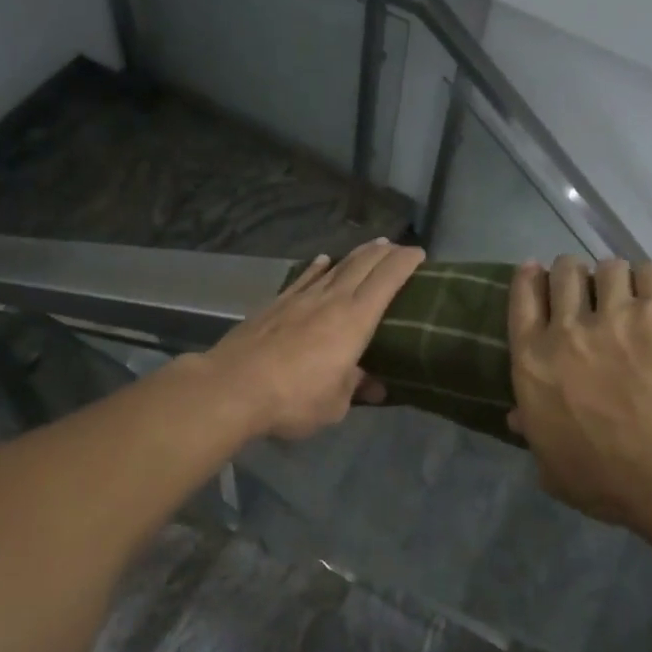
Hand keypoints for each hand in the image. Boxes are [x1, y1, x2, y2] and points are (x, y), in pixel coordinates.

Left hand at [206, 239, 425, 440]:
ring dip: (356, 255)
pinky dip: (317, 268)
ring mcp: (300, 299)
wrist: (232, 387)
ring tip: (370, 247)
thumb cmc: (293, 399)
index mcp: (354, 320)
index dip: (405, 262)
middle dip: (384, 252)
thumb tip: (375, 386)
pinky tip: (322, 261)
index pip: (387, 280)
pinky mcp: (275, 305)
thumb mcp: (334, 404)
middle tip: (398, 247)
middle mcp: (330, 300)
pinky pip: (304, 278)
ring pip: (335, 268)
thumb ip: (355, 388)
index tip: (419, 254)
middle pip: (362, 265)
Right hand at [508, 255, 651, 530]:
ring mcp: (617, 315)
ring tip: (629, 292)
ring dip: (615, 278)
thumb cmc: (610, 482)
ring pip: (609, 269)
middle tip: (587, 286)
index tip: (535, 270)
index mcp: (533, 363)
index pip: (523, 301)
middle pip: (564, 274)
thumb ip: (534, 434)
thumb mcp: (554, 468)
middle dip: (572, 274)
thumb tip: (516, 416)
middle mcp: (568, 330)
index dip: (529, 280)